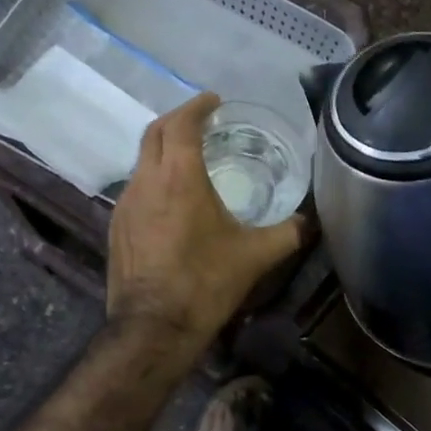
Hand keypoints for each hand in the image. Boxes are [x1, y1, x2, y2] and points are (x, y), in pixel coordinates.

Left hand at [106, 93, 308, 346]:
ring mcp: (125, 204)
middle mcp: (146, 181)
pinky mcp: (117, 226)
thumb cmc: (205, 282)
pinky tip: (173, 198)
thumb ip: (289, 232)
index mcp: (179, 177)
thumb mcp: (256, 256)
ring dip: (164, 149)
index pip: (181, 123)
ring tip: (191, 158)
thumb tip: (314, 220)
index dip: (197, 106)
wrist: (153, 329)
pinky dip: (155, 176)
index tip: (214, 101)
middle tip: (203, 120)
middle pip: (155, 133)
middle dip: (178, 119)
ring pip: (142, 160)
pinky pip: (136, 186)